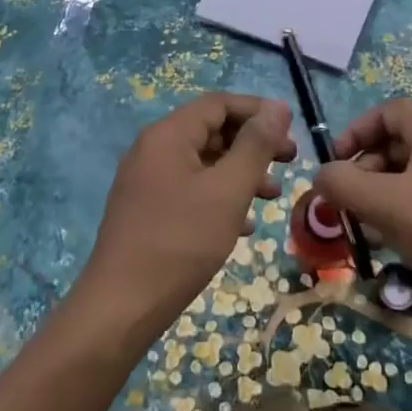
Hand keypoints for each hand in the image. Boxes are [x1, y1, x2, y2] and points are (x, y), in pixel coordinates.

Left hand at [79, 93, 295, 336]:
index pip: (219, 103)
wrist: (120, 307)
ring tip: (272, 194)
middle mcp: (153, 149)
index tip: (291, 130)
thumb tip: (277, 107)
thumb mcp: (228, 190)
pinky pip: (189, 189)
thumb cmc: (180, 242)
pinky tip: (243, 224)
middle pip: (211, 130)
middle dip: (252, 143)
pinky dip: (219, 196)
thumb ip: (255, 145)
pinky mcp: (145, 210)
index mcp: (168, 135)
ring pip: (202, 162)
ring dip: (240, 172)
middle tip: (289, 161)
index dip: (258, 110)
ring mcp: (146, 180)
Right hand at [314, 99, 411, 314]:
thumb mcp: (383, 204)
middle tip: (350, 204)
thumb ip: (341, 183)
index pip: (385, 113)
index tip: (334, 166)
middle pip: (398, 141)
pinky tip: (401, 241)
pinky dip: (410, 208)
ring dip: (385, 193)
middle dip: (367, 171)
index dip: (353, 135)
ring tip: (371, 228)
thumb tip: (321, 175)